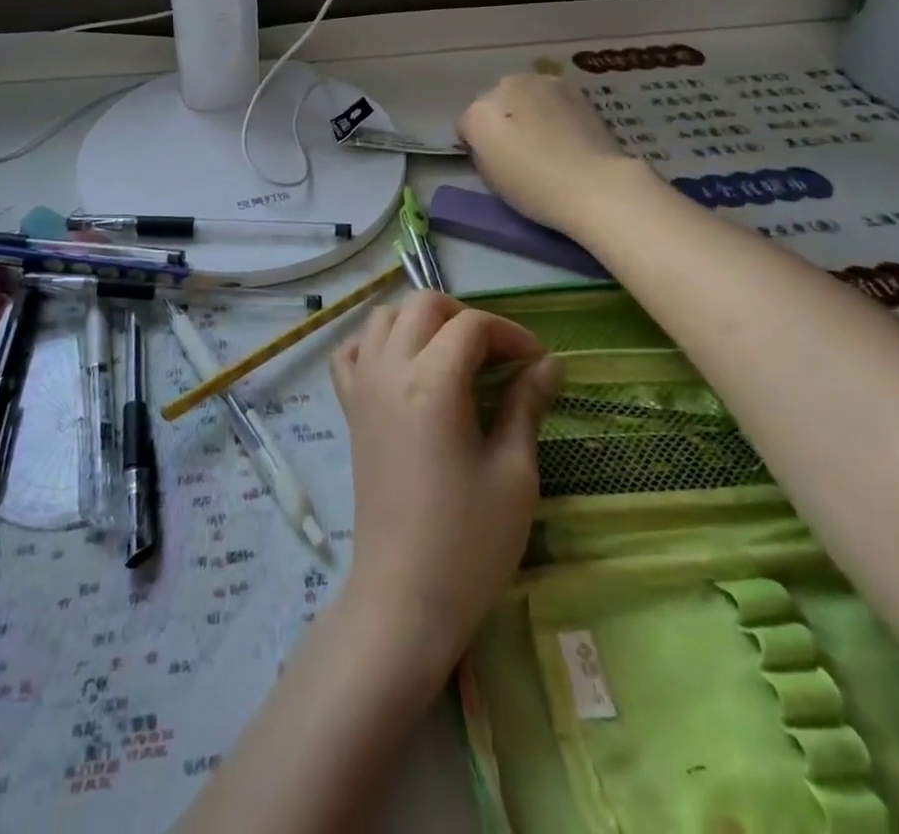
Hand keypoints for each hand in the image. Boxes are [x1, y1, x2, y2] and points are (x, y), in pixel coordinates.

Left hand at [330, 292, 561, 683]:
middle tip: (497, 355)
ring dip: (421, 321)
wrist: (404, 593)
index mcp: (432, 381)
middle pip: (423, 304)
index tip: (537, 363)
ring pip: (383, 317)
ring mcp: (362, 386)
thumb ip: (526, 405)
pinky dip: (377, 343)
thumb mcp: (513, 472)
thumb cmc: (470, 540)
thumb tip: (549, 363)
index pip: (472, 325)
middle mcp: (389, 369)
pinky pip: (352, 351)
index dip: (511, 334)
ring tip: (453, 355)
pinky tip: (402, 366)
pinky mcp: (349, 408)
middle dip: (465, 317)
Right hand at [458, 71, 640, 235]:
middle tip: (519, 146)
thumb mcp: (490, 178)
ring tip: (545, 135)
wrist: (592, 183)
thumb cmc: (534, 189)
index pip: (466, 125)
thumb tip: (492, 143)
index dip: (476, 143)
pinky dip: (551, 106)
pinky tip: (565, 129)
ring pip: (522, 93)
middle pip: (493, 102)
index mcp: (477, 113)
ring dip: (526, 108)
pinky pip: (549, 94)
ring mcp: (538, 82)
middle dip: (501, 119)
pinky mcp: (569, 85)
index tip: (492, 160)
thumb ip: (483, 151)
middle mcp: (503, 88)